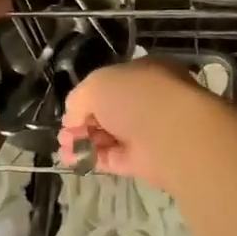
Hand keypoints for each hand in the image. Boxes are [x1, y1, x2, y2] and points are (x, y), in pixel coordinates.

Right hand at [57, 58, 225, 193]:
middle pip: (107, 112)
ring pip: (108, 136)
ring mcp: (147, 132)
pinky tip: (72, 160)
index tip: (69, 112)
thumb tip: (73, 119)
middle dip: (81, 123)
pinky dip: (92, 158)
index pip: (110, 85)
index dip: (86, 98)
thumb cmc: (137, 96)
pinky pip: (113, 158)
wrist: (172, 134)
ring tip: (65, 148)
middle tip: (64, 134)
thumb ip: (79, 98)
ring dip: (83, 141)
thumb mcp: (97, 84)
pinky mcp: (145, 161)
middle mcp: (147, 101)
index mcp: (142, 74)